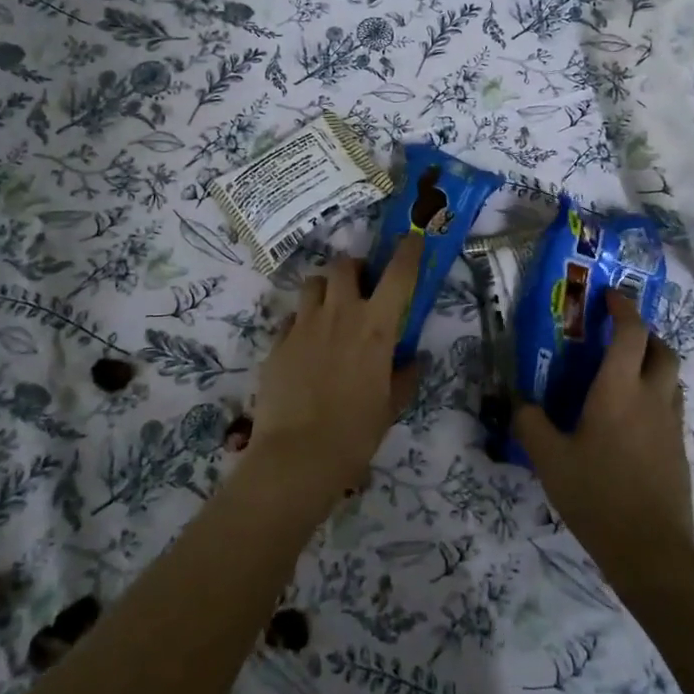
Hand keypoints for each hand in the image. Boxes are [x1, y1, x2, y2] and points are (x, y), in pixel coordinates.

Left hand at [246, 235, 423, 503]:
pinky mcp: (278, 342)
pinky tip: (306, 345)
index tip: (413, 238)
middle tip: (360, 287)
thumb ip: (404, 377)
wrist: (297, 456)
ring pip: (313, 283)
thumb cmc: (355, 433)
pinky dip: (302, 322)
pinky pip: (292, 317)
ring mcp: (304, 325)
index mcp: (376, 327)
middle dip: (354, 269)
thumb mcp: (390, 407)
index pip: (398, 274)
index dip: (408, 251)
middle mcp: (340, 314)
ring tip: (330, 311)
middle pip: (344, 266)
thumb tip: (415, 360)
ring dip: (325, 289)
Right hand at [513, 291, 693, 582]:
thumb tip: (517, 401)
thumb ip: (529, 423)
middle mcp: (652, 398)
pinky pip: (671, 405)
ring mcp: (671, 425)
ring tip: (625, 372)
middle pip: (662, 349)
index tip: (609, 296)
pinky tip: (632, 418)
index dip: (623, 308)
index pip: (631, 333)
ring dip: (654, 362)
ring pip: (672, 377)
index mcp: (619, 390)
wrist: (651, 551)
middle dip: (644, 332)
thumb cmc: (597, 496)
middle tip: (618, 335)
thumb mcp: (549, 460)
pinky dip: (656, 394)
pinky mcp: (679, 450)